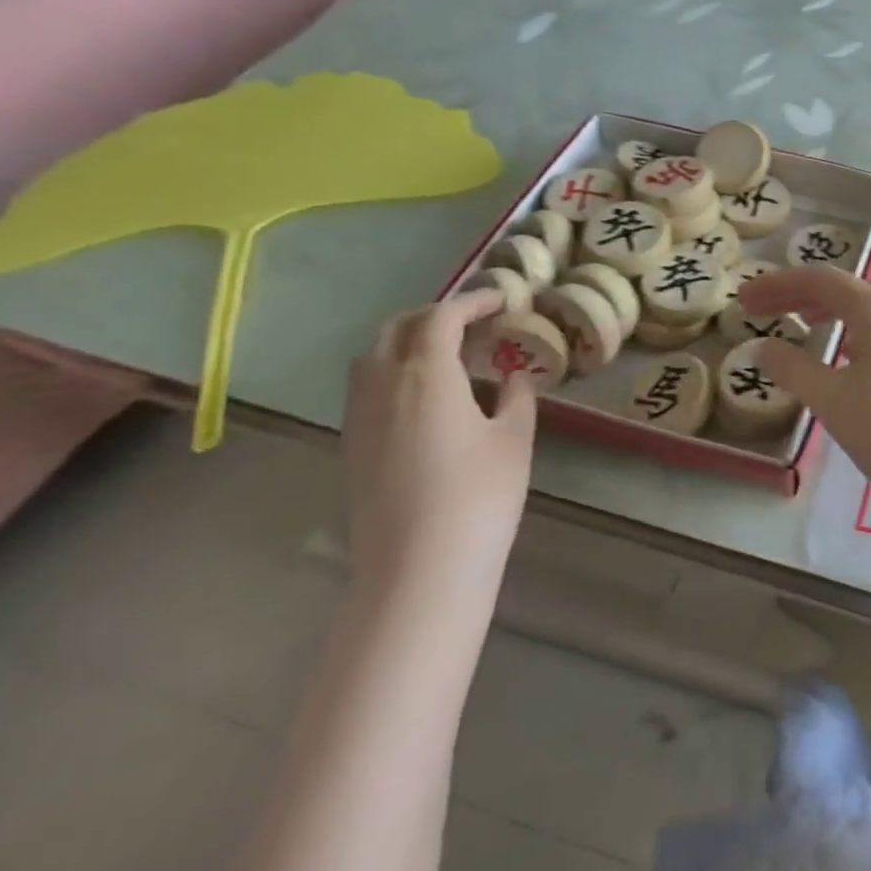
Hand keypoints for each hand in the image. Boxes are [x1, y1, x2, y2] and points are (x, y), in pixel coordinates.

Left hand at [341, 290, 536, 605]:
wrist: (420, 570)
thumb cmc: (480, 495)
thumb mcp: (515, 438)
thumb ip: (517, 395)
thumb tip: (514, 375)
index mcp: (425, 374)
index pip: (441, 317)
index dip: (472, 302)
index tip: (501, 300)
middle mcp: (381, 386)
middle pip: (396, 329)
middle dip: (434, 315)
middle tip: (473, 323)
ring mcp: (359, 418)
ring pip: (372, 357)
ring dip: (407, 341)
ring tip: (447, 355)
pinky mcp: (353, 448)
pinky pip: (366, 388)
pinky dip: (393, 372)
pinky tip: (425, 397)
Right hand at [738, 265, 870, 526]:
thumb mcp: (832, 400)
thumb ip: (793, 369)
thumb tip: (762, 347)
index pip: (818, 278)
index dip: (776, 284)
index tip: (742, 299)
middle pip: (839, 290)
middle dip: (795, 295)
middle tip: (755, 310)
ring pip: (859, 311)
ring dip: (821, 312)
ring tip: (793, 323)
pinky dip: (844, 334)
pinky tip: (836, 356)